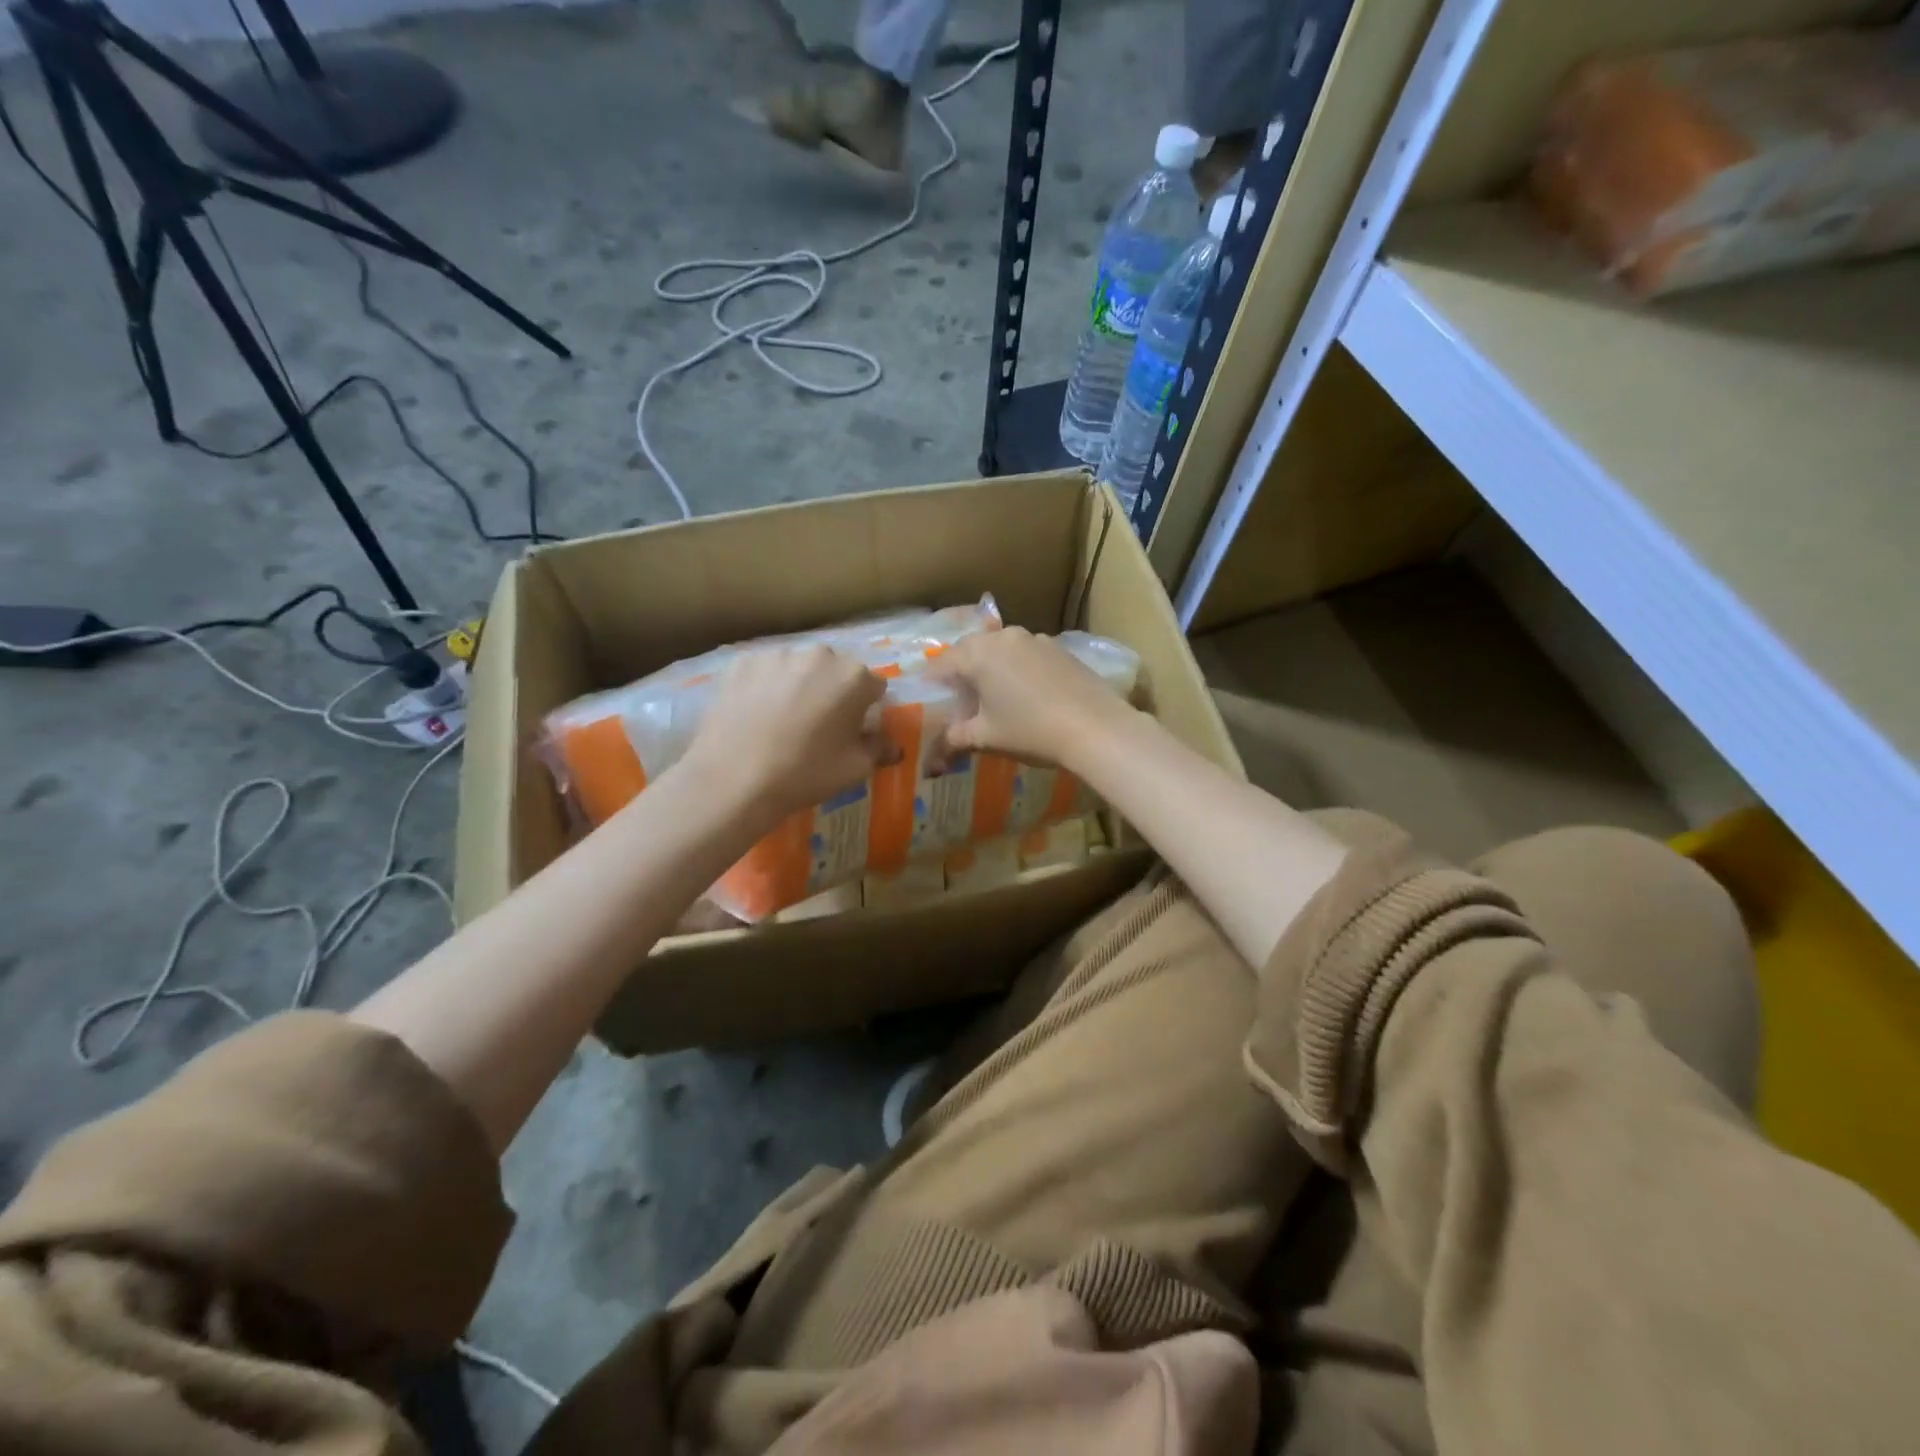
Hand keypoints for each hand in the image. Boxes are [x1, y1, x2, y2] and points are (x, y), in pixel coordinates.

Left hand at [679, 645, 889, 825]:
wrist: (733, 779)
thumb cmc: (805, 773)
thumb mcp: (854, 769)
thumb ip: (879, 750)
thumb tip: (894, 747)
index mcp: (854, 677)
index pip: (874, 686)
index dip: (867, 708)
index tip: (854, 729)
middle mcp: (819, 655)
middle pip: (835, 671)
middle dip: (832, 691)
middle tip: (818, 725)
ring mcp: (776, 655)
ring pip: (798, 668)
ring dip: (798, 685)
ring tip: (782, 720)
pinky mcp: (741, 662)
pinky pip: (764, 671)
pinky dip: (765, 686)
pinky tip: (755, 714)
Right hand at [930, 627, 1132, 767]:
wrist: (1095, 727)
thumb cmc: (1030, 730)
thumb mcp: (986, 738)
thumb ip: (956, 738)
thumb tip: (937, 752)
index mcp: (978, 654)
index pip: (942, 664)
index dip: (932, 684)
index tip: (929, 701)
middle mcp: (1004, 637)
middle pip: (971, 650)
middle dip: (961, 672)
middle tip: (959, 699)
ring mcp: (1035, 639)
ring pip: (1000, 649)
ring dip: (991, 667)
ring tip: (993, 696)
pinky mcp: (1059, 648)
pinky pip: (1026, 654)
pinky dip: (1017, 668)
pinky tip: (1026, 693)